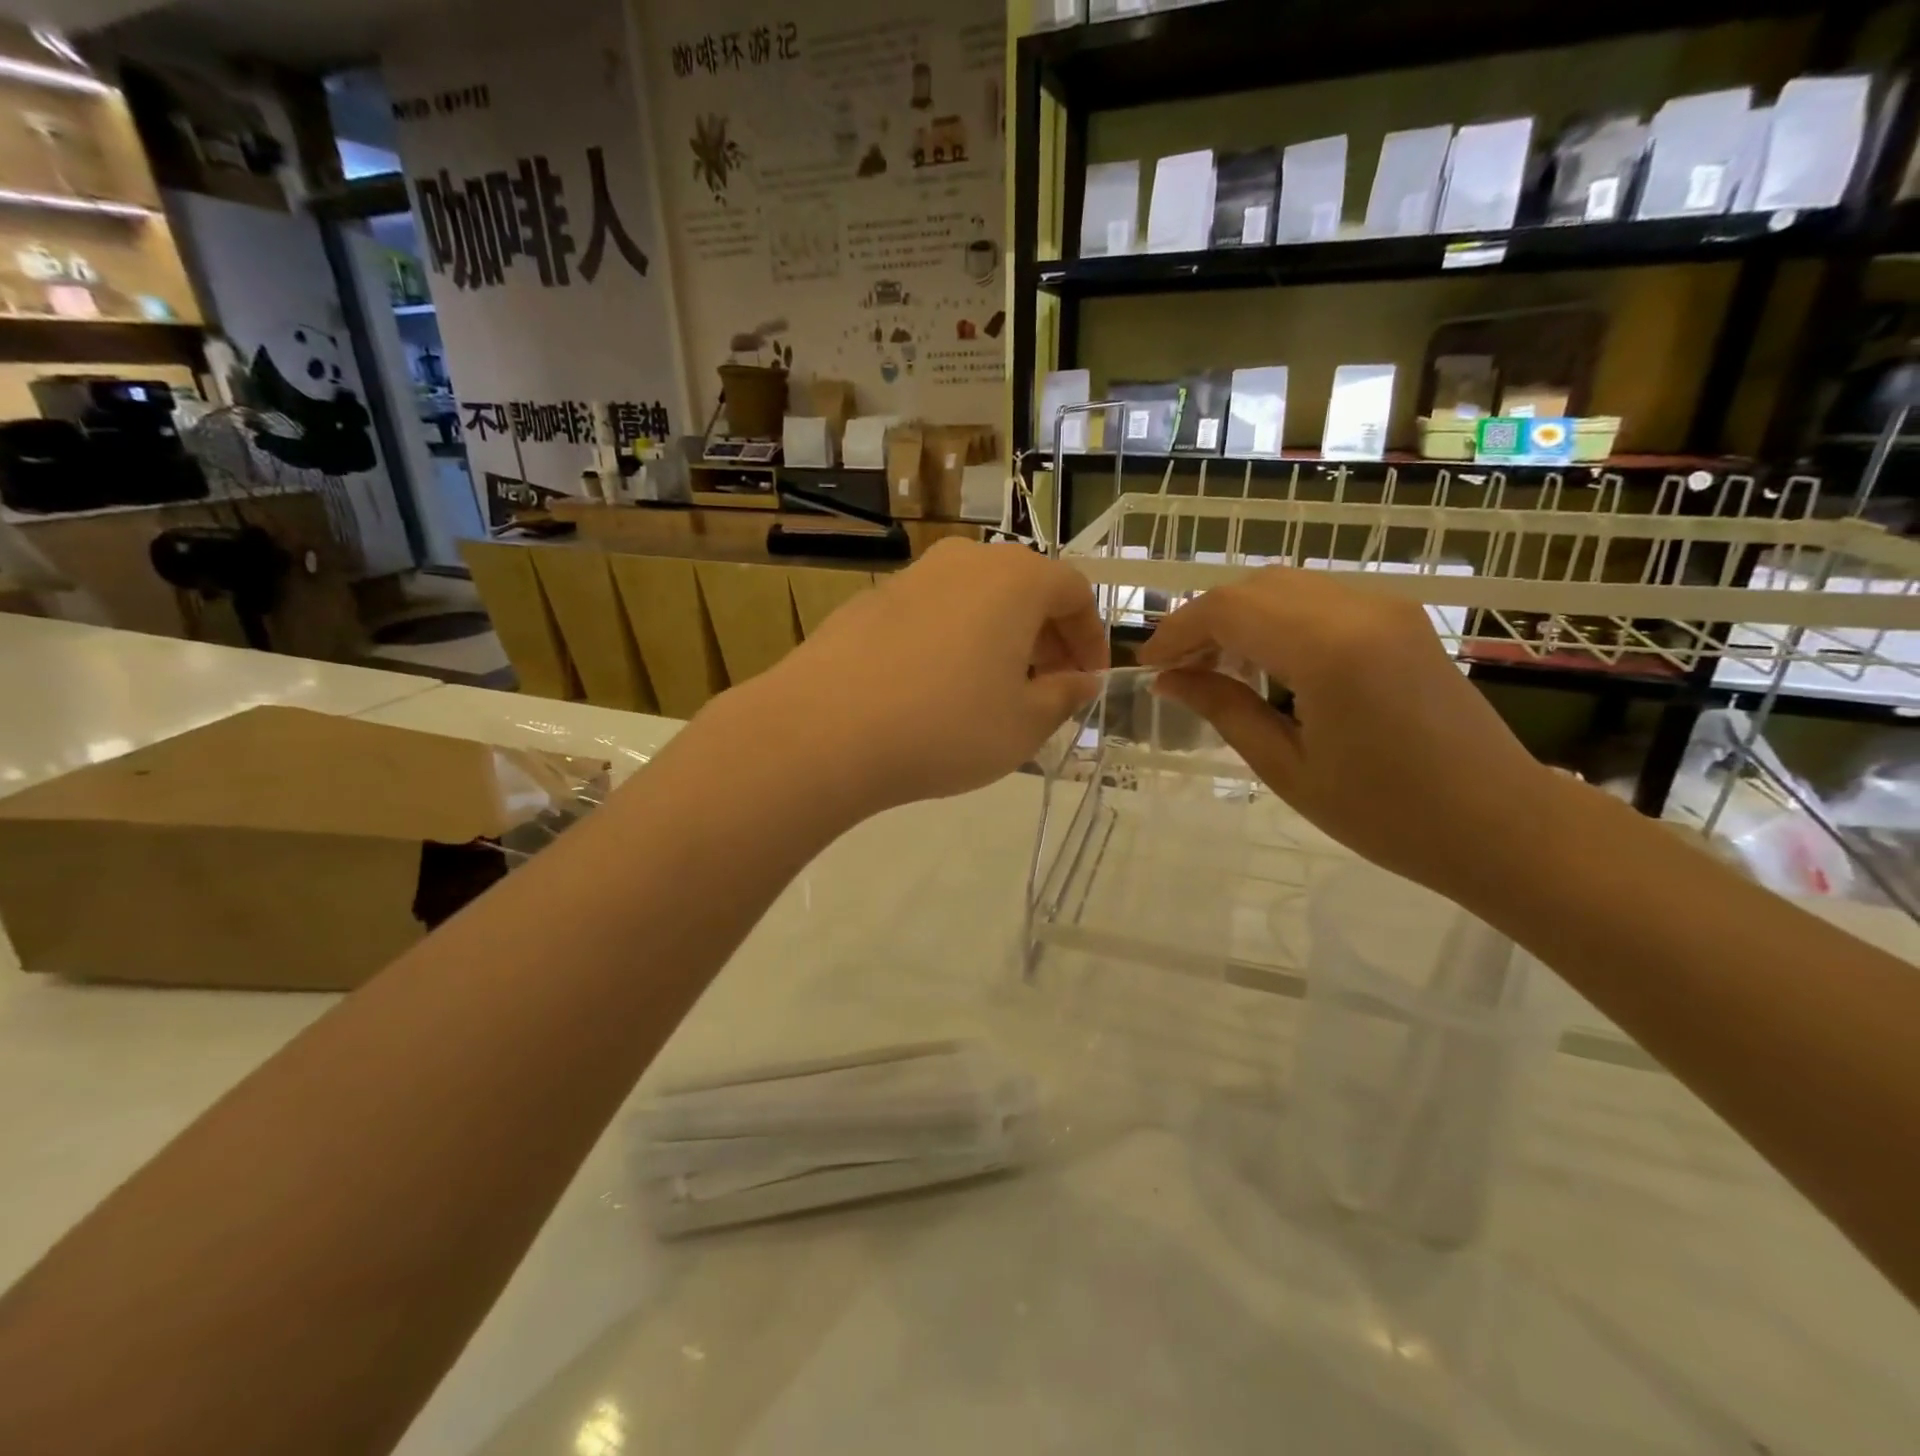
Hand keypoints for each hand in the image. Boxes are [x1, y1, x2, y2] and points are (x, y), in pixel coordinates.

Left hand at [735, 539, 1106, 815]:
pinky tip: (934, 687)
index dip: (1091, 637)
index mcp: (1015, 579)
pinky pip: (932, 613)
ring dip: (998, 637)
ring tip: (993, 689)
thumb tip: (1082, 681)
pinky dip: (952, 640)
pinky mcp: (870, 601)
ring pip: (975, 599)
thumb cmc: (946, 726)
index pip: (1073, 592)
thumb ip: (1064, 696)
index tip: (1089, 679)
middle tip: (1047, 685)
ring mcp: (911, 576)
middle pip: (1023, 588)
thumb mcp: (1024, 724)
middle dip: (1046, 636)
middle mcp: (964, 561)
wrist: (824, 730)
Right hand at [1137, 567, 1549, 898]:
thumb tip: (1168, 679)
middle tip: (1178, 671)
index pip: (1228, 610)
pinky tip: (1266, 665)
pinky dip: (1276, 620)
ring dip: (1240, 618)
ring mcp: (1386, 607)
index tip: (1148, 667)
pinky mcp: (1400, 618)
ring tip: (1216, 671)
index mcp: (1329, 650)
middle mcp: (1359, 609)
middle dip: (1204, 621)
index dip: (1177, 631)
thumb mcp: (1287, 767)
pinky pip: (1319, 600)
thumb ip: (1223, 709)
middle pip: (1254, 587)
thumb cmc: (1387, 814)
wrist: (1500, 823)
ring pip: (1285, 587)